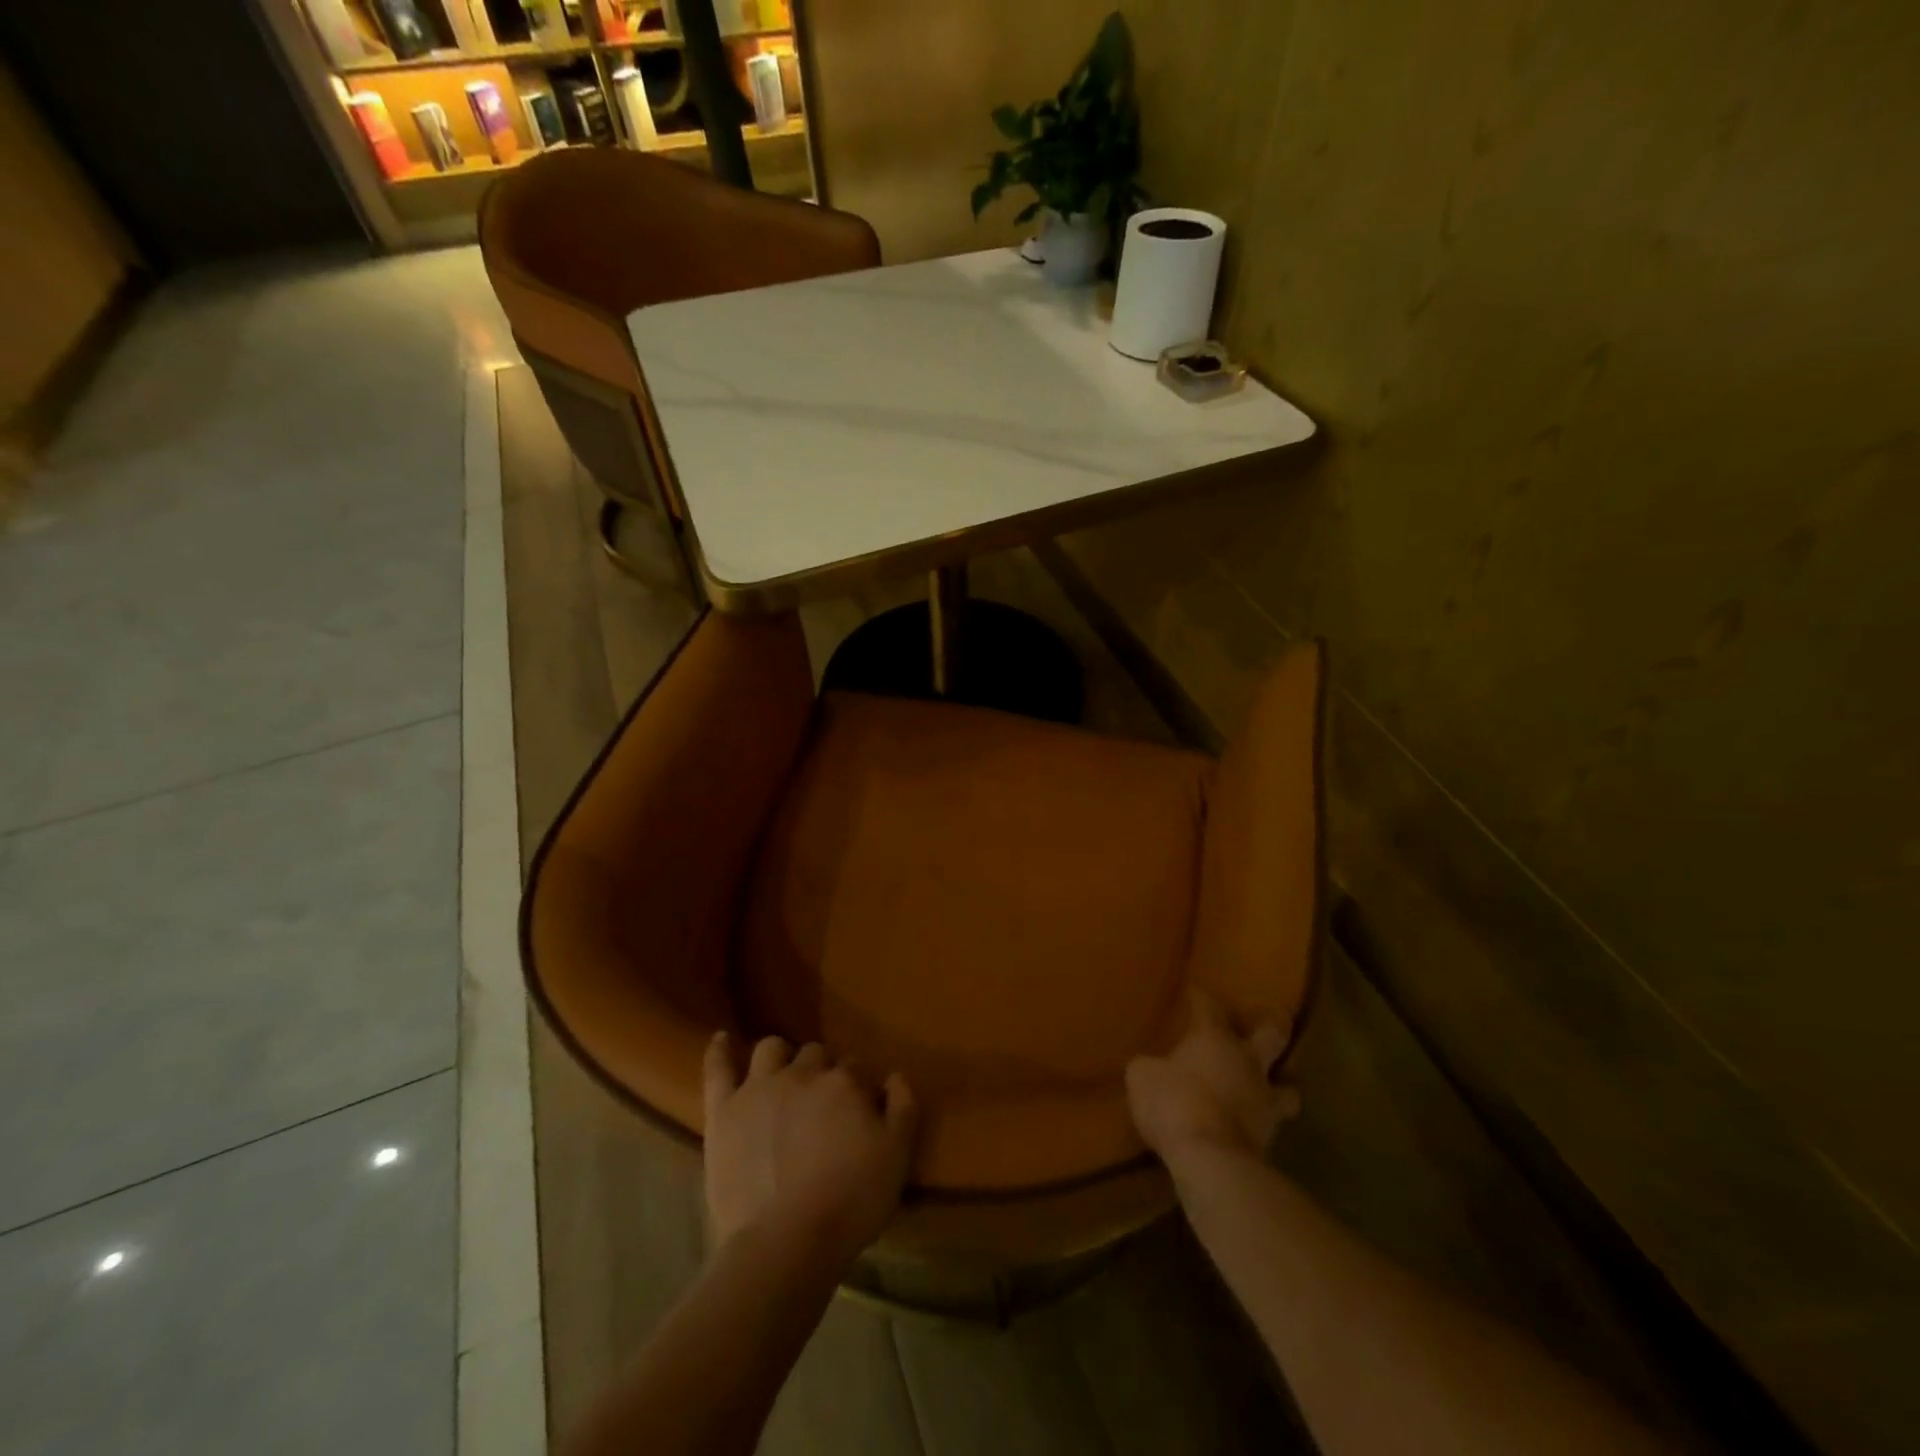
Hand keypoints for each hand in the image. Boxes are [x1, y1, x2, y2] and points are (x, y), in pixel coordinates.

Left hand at [701, 1032, 917, 1260]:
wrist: (787, 1242)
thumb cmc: (850, 1201)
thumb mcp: (897, 1156)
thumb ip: (903, 1107)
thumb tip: (895, 1076)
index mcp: (845, 1082)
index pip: (857, 1067)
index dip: (859, 1086)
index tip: (860, 1108)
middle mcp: (802, 1073)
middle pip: (815, 1054)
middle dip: (822, 1069)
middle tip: (823, 1101)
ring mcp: (759, 1088)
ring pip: (771, 1049)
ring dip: (781, 1056)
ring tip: (783, 1074)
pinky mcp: (724, 1111)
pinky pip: (718, 1068)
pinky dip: (720, 1050)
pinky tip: (722, 1039)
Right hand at [1126, 988, 1299, 1164]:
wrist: (1211, 1160)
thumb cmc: (1174, 1103)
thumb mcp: (1142, 1077)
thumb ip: (1150, 1066)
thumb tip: (1151, 1067)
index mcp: (1215, 1038)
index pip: (1209, 1006)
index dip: (1200, 997)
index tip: (1194, 991)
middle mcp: (1247, 1062)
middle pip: (1272, 1035)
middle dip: (1271, 1027)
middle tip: (1263, 1027)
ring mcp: (1264, 1100)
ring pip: (1288, 1086)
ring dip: (1280, 1084)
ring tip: (1267, 1086)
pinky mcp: (1271, 1138)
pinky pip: (1272, 1122)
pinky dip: (1262, 1121)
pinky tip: (1249, 1124)